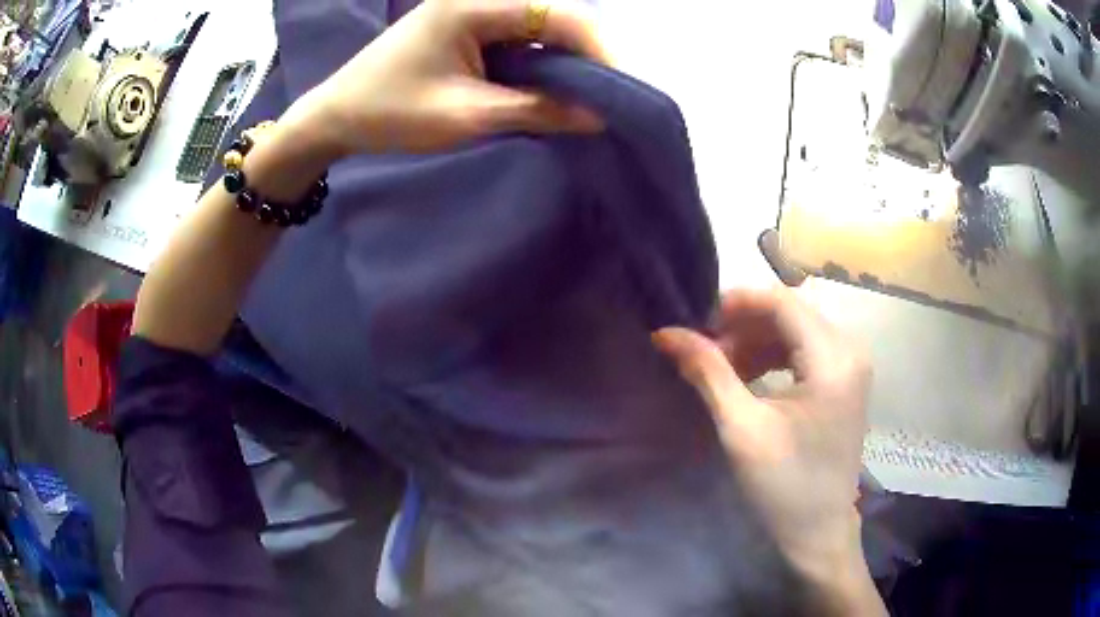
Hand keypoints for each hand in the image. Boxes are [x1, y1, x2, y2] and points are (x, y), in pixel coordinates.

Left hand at [281, 0, 607, 158]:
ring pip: (535, 28)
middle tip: (605, 96)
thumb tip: (597, 116)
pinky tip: (546, 87)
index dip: (596, 47)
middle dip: (583, 55)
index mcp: (471, 7)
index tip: (620, 87)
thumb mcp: (466, 116)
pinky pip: (515, 39)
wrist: (336, 117)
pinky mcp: (463, 28)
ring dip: (560, 60)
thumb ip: (535, 111)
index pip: (554, 14)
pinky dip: (535, 63)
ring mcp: (468, 11)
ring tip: (583, 96)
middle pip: (549, 17)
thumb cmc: (390, 114)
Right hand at [653, 288, 881, 612]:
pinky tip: (747, 377)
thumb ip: (708, 373)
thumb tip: (667, 333)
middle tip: (704, 349)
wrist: (819, 531)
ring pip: (797, 330)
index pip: (782, 302)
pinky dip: (773, 356)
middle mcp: (850, 350)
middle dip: (744, 325)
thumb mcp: (742, 428)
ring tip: (721, 366)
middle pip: (791, 313)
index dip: (736, 303)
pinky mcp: (845, 382)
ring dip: (756, 341)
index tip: (696, 321)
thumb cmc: (784, 485)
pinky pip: (805, 351)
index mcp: (834, 359)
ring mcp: (851, 366)